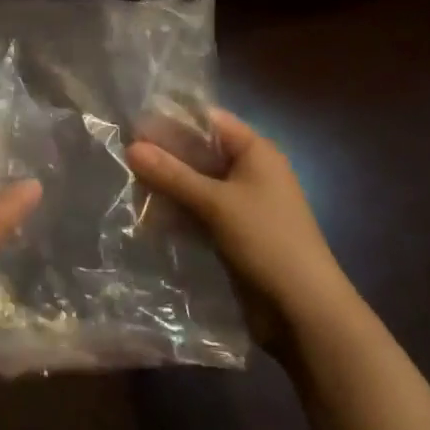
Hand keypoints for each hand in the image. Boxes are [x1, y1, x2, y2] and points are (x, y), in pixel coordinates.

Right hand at [126, 109, 346, 351]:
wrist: (305, 308)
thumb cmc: (266, 240)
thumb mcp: (216, 203)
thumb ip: (172, 174)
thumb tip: (130, 146)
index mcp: (256, 151)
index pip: (209, 121)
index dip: (173, 121)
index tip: (134, 126)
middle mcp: (251, 170)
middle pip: (201, 152)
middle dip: (166, 156)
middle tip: (125, 158)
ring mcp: (244, 202)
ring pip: (198, 183)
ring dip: (169, 186)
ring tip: (130, 187)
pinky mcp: (237, 231)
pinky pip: (202, 210)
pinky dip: (180, 210)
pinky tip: (150, 216)